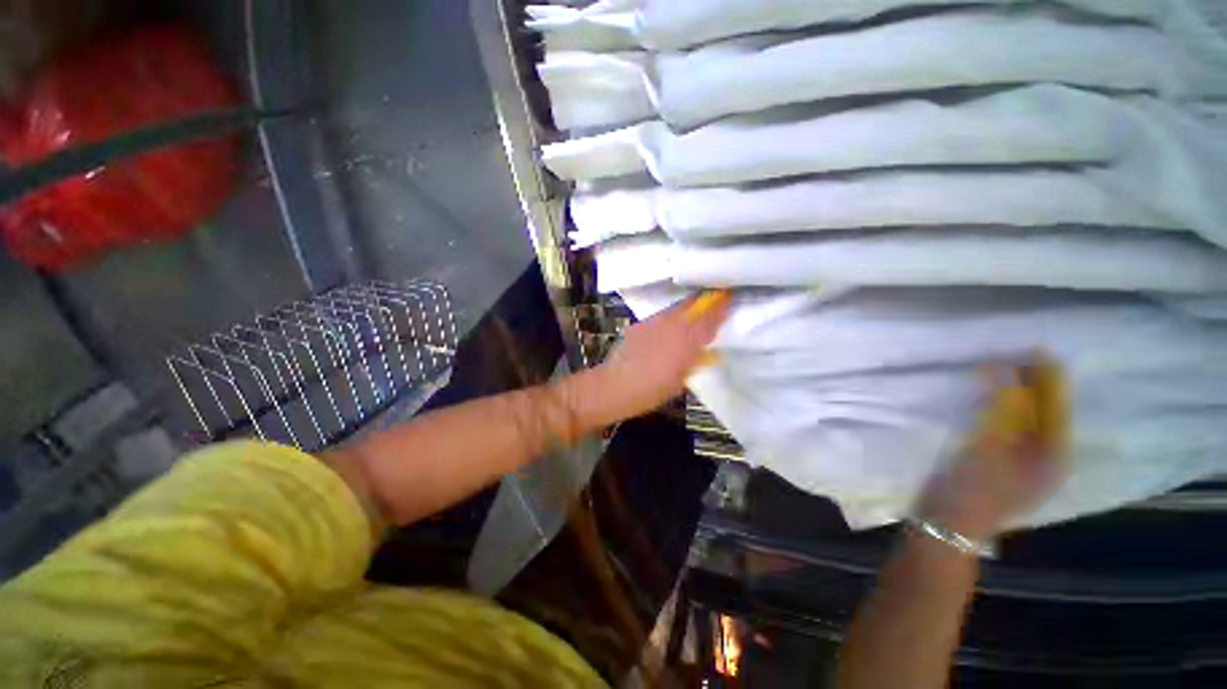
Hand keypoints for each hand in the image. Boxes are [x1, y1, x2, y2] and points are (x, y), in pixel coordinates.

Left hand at [593, 291, 729, 421]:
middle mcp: (671, 324)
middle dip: (704, 302)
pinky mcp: (638, 324)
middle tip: (712, 303)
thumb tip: (702, 350)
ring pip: (674, 309)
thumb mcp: (680, 379)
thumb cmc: (652, 390)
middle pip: (692, 305)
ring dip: (685, 310)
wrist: (615, 385)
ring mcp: (653, 322)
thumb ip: (693, 360)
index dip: (721, 307)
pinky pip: (658, 318)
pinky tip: (663, 332)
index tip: (729, 299)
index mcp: (687, 340)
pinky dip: (666, 321)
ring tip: (688, 318)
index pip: (709, 318)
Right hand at [916, 355, 1068, 540]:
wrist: (946, 523)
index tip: (1031, 348)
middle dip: (1030, 382)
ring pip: (1023, 416)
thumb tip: (1003, 367)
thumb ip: (1000, 406)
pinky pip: (1005, 425)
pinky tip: (986, 397)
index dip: (1045, 376)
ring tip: (997, 370)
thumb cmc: (973, 487)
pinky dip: (997, 407)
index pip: (1056, 404)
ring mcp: (1023, 460)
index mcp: (1055, 453)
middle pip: (1043, 410)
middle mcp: (1047, 454)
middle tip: (1010, 354)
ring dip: (1012, 393)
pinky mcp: (1000, 460)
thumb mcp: (988, 445)